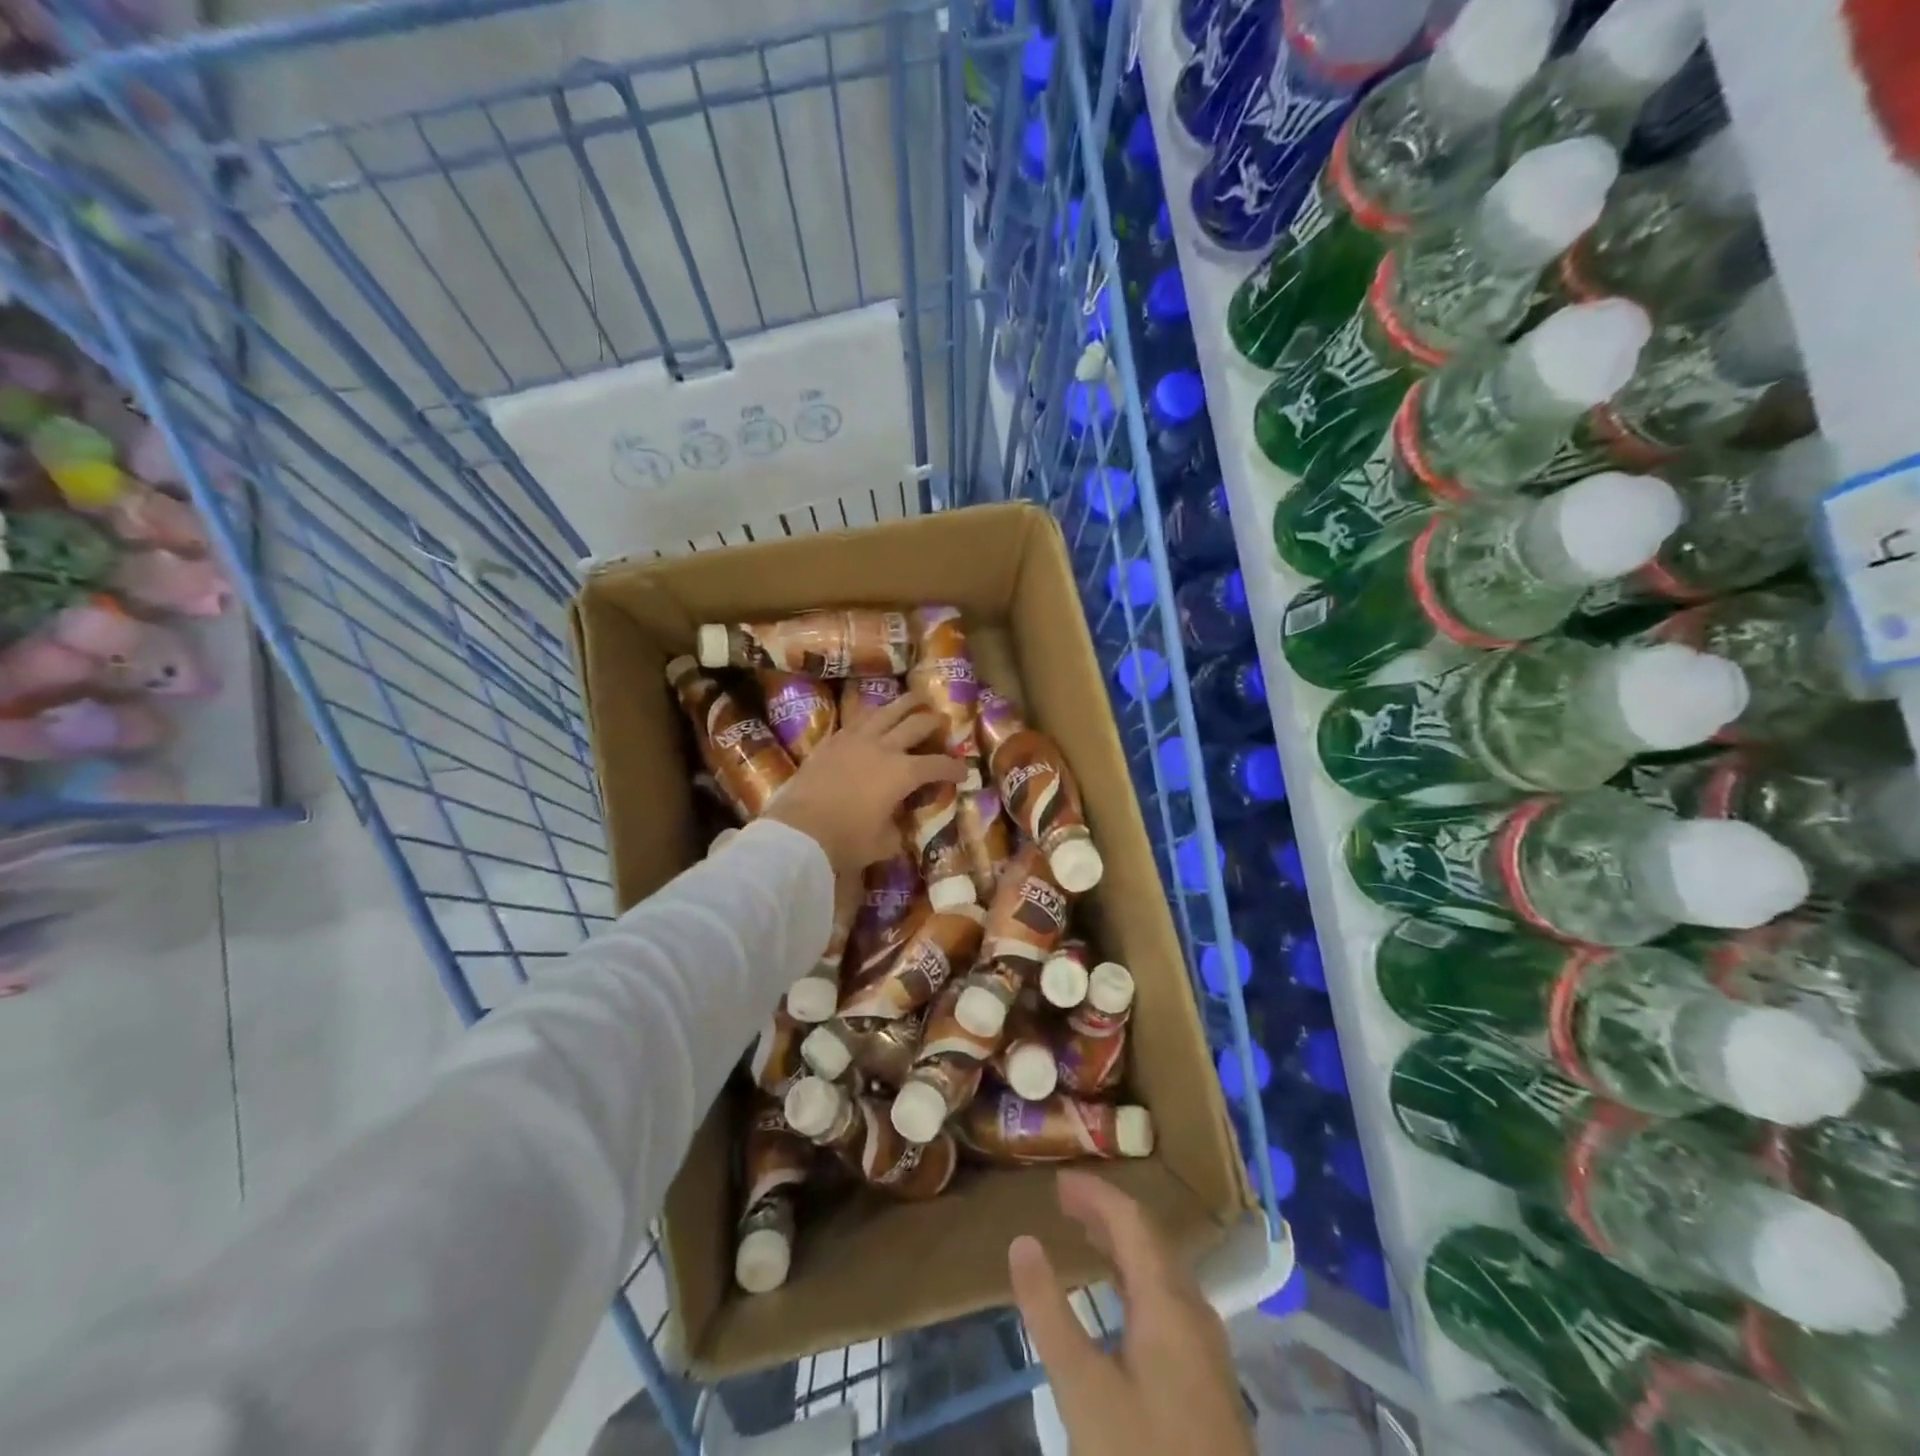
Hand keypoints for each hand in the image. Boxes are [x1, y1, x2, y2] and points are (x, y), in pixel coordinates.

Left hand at [764, 689, 965, 878]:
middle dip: (934, 722)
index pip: (938, 765)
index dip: (955, 767)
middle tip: (943, 721)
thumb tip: (898, 823)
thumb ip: (897, 830)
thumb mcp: (883, 844)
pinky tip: (874, 717)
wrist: (797, 830)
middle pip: (916, 725)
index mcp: (902, 773)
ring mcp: (855, 740)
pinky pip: (858, 721)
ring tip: (915, 699)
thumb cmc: (845, 840)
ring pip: (886, 711)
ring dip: (905, 704)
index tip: (964, 771)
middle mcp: (883, 748)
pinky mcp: (831, 741)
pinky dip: (873, 716)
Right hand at [1010, 1170, 1252, 1455]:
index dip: (1096, 1193)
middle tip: (1064, 1201)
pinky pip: (1169, 1298)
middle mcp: (1194, 1311)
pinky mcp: (1207, 1379)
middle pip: (1151, 1240)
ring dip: (1124, 1244)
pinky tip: (1121, 1298)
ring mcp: (1207, 1347)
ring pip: (1163, 1270)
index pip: (1132, 1221)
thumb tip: (1021, 1241)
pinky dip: (1137, 1276)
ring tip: (1085, 1234)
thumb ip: (1049, 1313)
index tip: (1057, 1180)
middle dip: (1107, 1213)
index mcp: (1169, 1302)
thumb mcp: (1082, 1390)